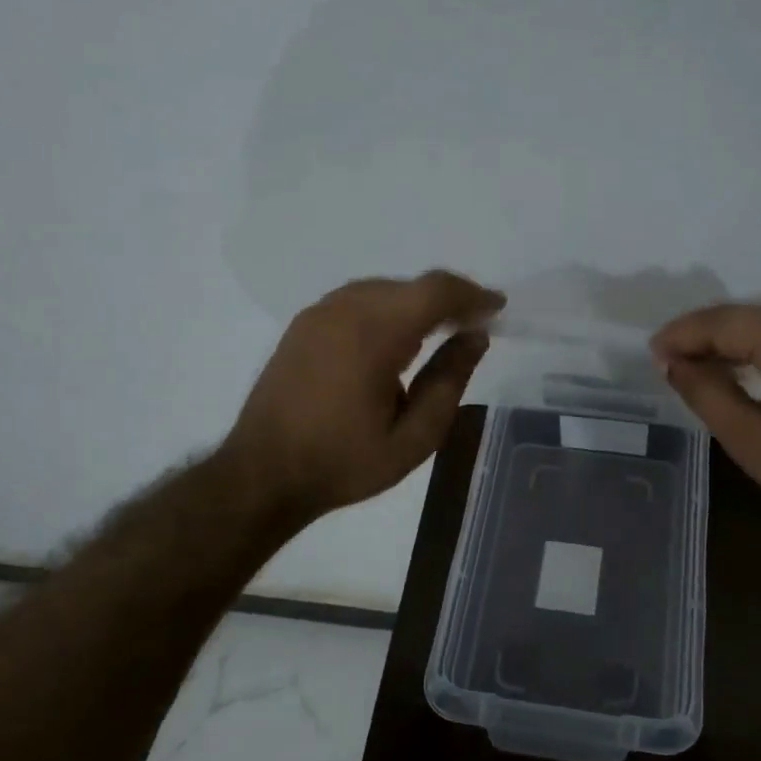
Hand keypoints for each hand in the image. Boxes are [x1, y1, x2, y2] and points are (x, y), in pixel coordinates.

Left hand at [222, 270, 504, 524]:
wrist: (262, 475)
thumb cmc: (344, 463)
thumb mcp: (414, 437)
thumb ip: (450, 381)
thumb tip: (476, 338)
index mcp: (373, 335)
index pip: (434, 291)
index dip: (472, 295)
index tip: (498, 309)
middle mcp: (344, 310)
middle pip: (410, 285)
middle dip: (449, 299)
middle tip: (475, 326)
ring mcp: (318, 314)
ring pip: (384, 289)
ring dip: (418, 303)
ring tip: (442, 332)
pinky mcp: (304, 325)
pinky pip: (358, 300)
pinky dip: (388, 309)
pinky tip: (397, 340)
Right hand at [651, 302, 760, 566]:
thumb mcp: (750, 441)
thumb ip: (705, 391)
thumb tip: (670, 361)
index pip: (731, 322)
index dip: (686, 334)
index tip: (653, 351)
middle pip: (756, 316)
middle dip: (711, 336)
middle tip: (671, 360)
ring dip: (740, 341)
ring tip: (700, 363)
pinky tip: (746, 365)